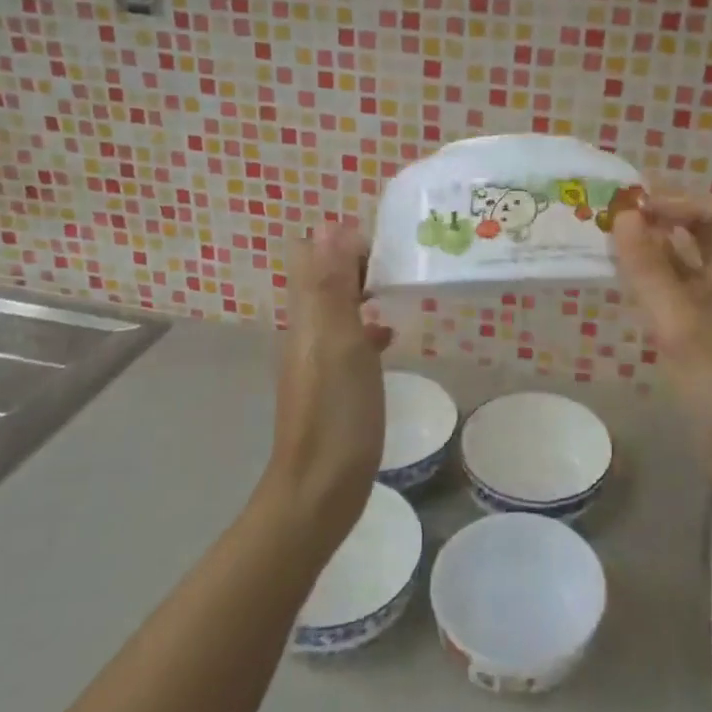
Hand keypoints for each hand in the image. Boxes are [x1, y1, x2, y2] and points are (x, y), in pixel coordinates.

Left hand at [267, 223, 392, 547]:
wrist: (321, 486)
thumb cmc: (336, 411)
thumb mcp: (339, 340)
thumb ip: (333, 284)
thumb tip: (330, 225)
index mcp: (306, 314)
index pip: (312, 255)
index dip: (344, 241)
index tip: (387, 247)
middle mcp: (307, 329)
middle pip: (326, 278)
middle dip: (359, 263)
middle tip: (404, 265)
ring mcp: (319, 357)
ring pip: (339, 307)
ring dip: (366, 292)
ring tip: (405, 290)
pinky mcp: (334, 382)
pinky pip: (350, 338)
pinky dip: (369, 327)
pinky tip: (393, 336)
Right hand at [611, 194, 711, 495]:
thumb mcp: (683, 331)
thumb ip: (651, 274)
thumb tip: (624, 217)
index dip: (685, 202)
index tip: (638, 211)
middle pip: (709, 239)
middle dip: (666, 224)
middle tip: (616, 228)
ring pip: (694, 272)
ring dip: (659, 257)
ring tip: (614, 256)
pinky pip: (686, 304)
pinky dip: (659, 292)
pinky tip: (632, 301)